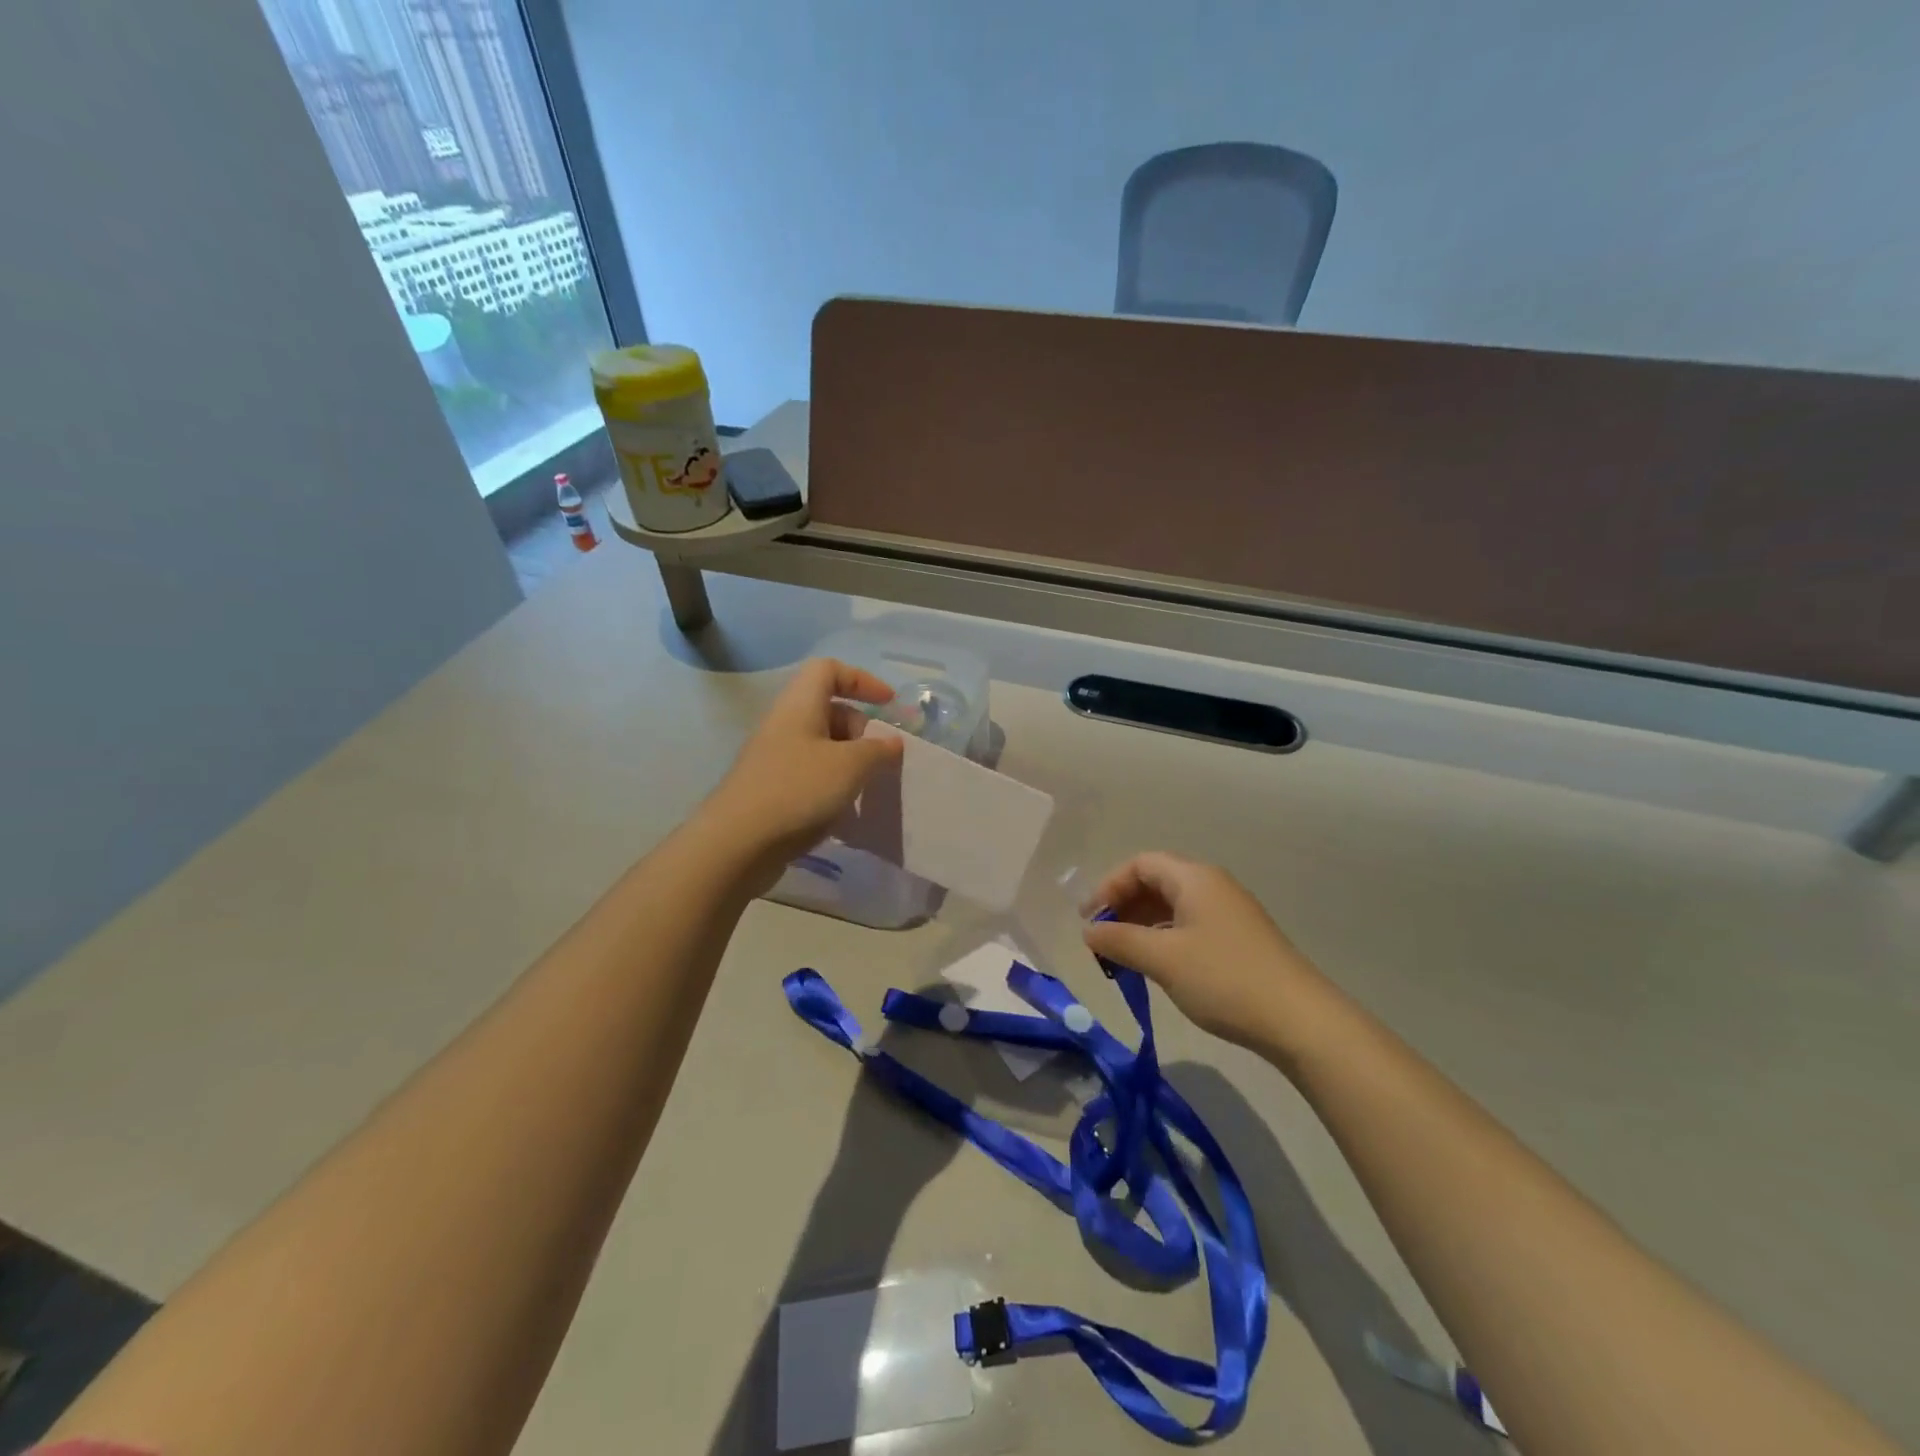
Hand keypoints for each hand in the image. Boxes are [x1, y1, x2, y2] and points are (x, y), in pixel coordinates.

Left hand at [701, 658, 904, 890]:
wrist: (737, 844)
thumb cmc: (797, 790)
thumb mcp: (850, 766)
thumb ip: (878, 750)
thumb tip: (892, 742)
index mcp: (800, 705)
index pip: (829, 669)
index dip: (862, 679)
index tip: (888, 705)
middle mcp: (785, 725)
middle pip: (828, 710)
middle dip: (860, 730)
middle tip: (877, 759)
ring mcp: (775, 759)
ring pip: (822, 747)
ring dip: (849, 763)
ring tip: (864, 790)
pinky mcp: (771, 790)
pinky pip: (810, 776)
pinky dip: (832, 787)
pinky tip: (844, 814)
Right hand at [1082, 852, 1327, 1052]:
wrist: (1300, 1020)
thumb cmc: (1224, 979)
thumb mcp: (1163, 959)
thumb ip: (1120, 940)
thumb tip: (1088, 931)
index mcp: (1194, 878)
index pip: (1140, 864)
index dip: (1109, 887)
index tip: (1090, 921)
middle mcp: (1212, 886)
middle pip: (1156, 881)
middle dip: (1123, 906)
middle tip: (1102, 939)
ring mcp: (1229, 913)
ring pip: (1173, 906)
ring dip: (1142, 924)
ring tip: (1123, 956)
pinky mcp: (1239, 939)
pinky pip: (1189, 925)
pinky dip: (1164, 937)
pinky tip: (1158, 965)